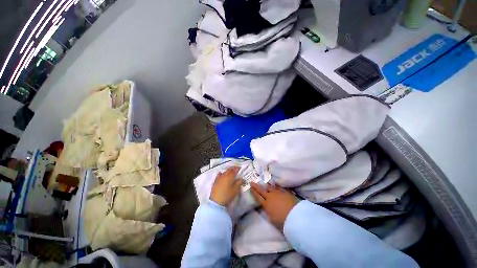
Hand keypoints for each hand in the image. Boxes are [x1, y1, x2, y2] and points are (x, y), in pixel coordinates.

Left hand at [210, 167, 243, 205]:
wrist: (216, 202)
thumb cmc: (227, 195)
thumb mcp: (235, 190)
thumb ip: (239, 183)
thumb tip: (242, 178)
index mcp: (230, 177)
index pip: (234, 170)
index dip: (237, 168)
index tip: (240, 168)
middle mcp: (224, 175)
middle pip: (229, 170)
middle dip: (232, 169)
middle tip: (235, 169)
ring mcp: (219, 178)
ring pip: (224, 172)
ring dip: (227, 171)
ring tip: (230, 172)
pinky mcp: (215, 182)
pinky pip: (218, 175)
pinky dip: (221, 173)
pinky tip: (221, 174)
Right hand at [250, 182, 298, 230]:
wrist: (296, 216)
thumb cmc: (283, 222)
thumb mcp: (273, 219)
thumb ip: (268, 211)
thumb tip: (267, 207)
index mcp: (266, 204)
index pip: (258, 197)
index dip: (253, 192)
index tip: (250, 187)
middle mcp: (270, 197)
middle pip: (261, 190)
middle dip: (256, 186)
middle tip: (252, 182)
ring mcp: (277, 193)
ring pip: (270, 187)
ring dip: (266, 186)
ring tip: (264, 184)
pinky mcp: (284, 191)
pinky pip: (278, 187)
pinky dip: (275, 186)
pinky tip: (275, 185)